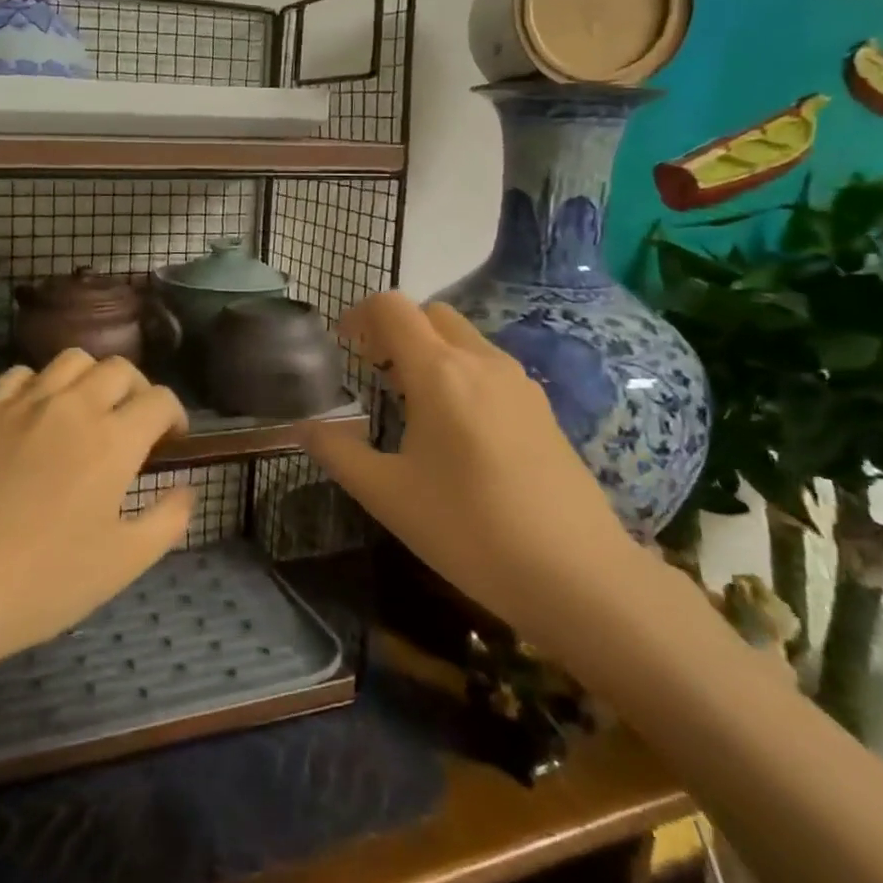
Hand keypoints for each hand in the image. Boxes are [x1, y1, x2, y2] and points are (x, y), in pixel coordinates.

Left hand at [0, 349, 194, 666]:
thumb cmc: (42, 583)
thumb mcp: (123, 563)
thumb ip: (168, 520)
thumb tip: (187, 488)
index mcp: (113, 439)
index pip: (159, 399)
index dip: (174, 415)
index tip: (170, 440)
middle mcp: (71, 406)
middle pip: (118, 368)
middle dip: (136, 390)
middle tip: (131, 423)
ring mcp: (20, 403)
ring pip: (69, 360)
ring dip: (90, 379)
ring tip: (85, 412)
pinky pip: (19, 377)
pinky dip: (39, 387)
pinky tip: (33, 419)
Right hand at [298, 293, 638, 647]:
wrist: (579, 575)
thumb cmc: (470, 530)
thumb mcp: (387, 495)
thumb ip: (337, 453)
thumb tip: (303, 428)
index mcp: (440, 372)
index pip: (392, 308)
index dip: (359, 314)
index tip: (342, 346)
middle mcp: (481, 362)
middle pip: (431, 313)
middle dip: (395, 329)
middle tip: (373, 370)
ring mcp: (519, 382)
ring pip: (464, 338)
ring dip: (429, 350)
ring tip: (410, 401)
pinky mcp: (542, 407)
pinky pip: (489, 366)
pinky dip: (460, 371)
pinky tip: (456, 429)